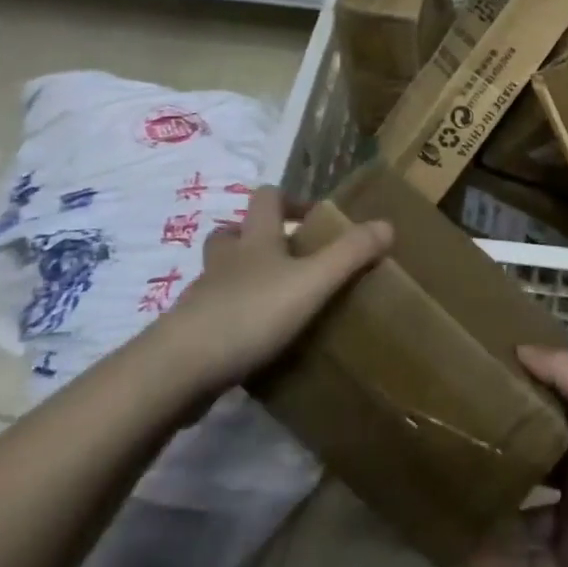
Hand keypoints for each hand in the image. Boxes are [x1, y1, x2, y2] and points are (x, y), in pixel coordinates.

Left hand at [151, 186, 390, 394]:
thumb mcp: (312, 282)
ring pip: (219, 274)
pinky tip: (253, 341)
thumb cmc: (251, 313)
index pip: (266, 198)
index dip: (289, 200)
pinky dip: (231, 318)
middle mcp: (225, 261)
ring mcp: (202, 297)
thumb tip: (387, 224)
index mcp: (255, 240)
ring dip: (242, 278)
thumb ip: (350, 255)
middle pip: (232, 233)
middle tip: (287, 258)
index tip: (312, 218)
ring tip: (273, 300)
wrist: (180, 368)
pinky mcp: (190, 333)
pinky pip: (212, 315)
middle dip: (256, 238)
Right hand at [470, 346, 567, 566]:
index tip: (474, 391)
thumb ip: (565, 375)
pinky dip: (500, 563)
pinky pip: (528, 563)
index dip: (516, 402)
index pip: (545, 413)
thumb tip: (518, 346)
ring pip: (523, 517)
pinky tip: (465, 559)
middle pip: (532, 465)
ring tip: (449, 509)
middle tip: (450, 454)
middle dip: (499, 461)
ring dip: (493, 516)